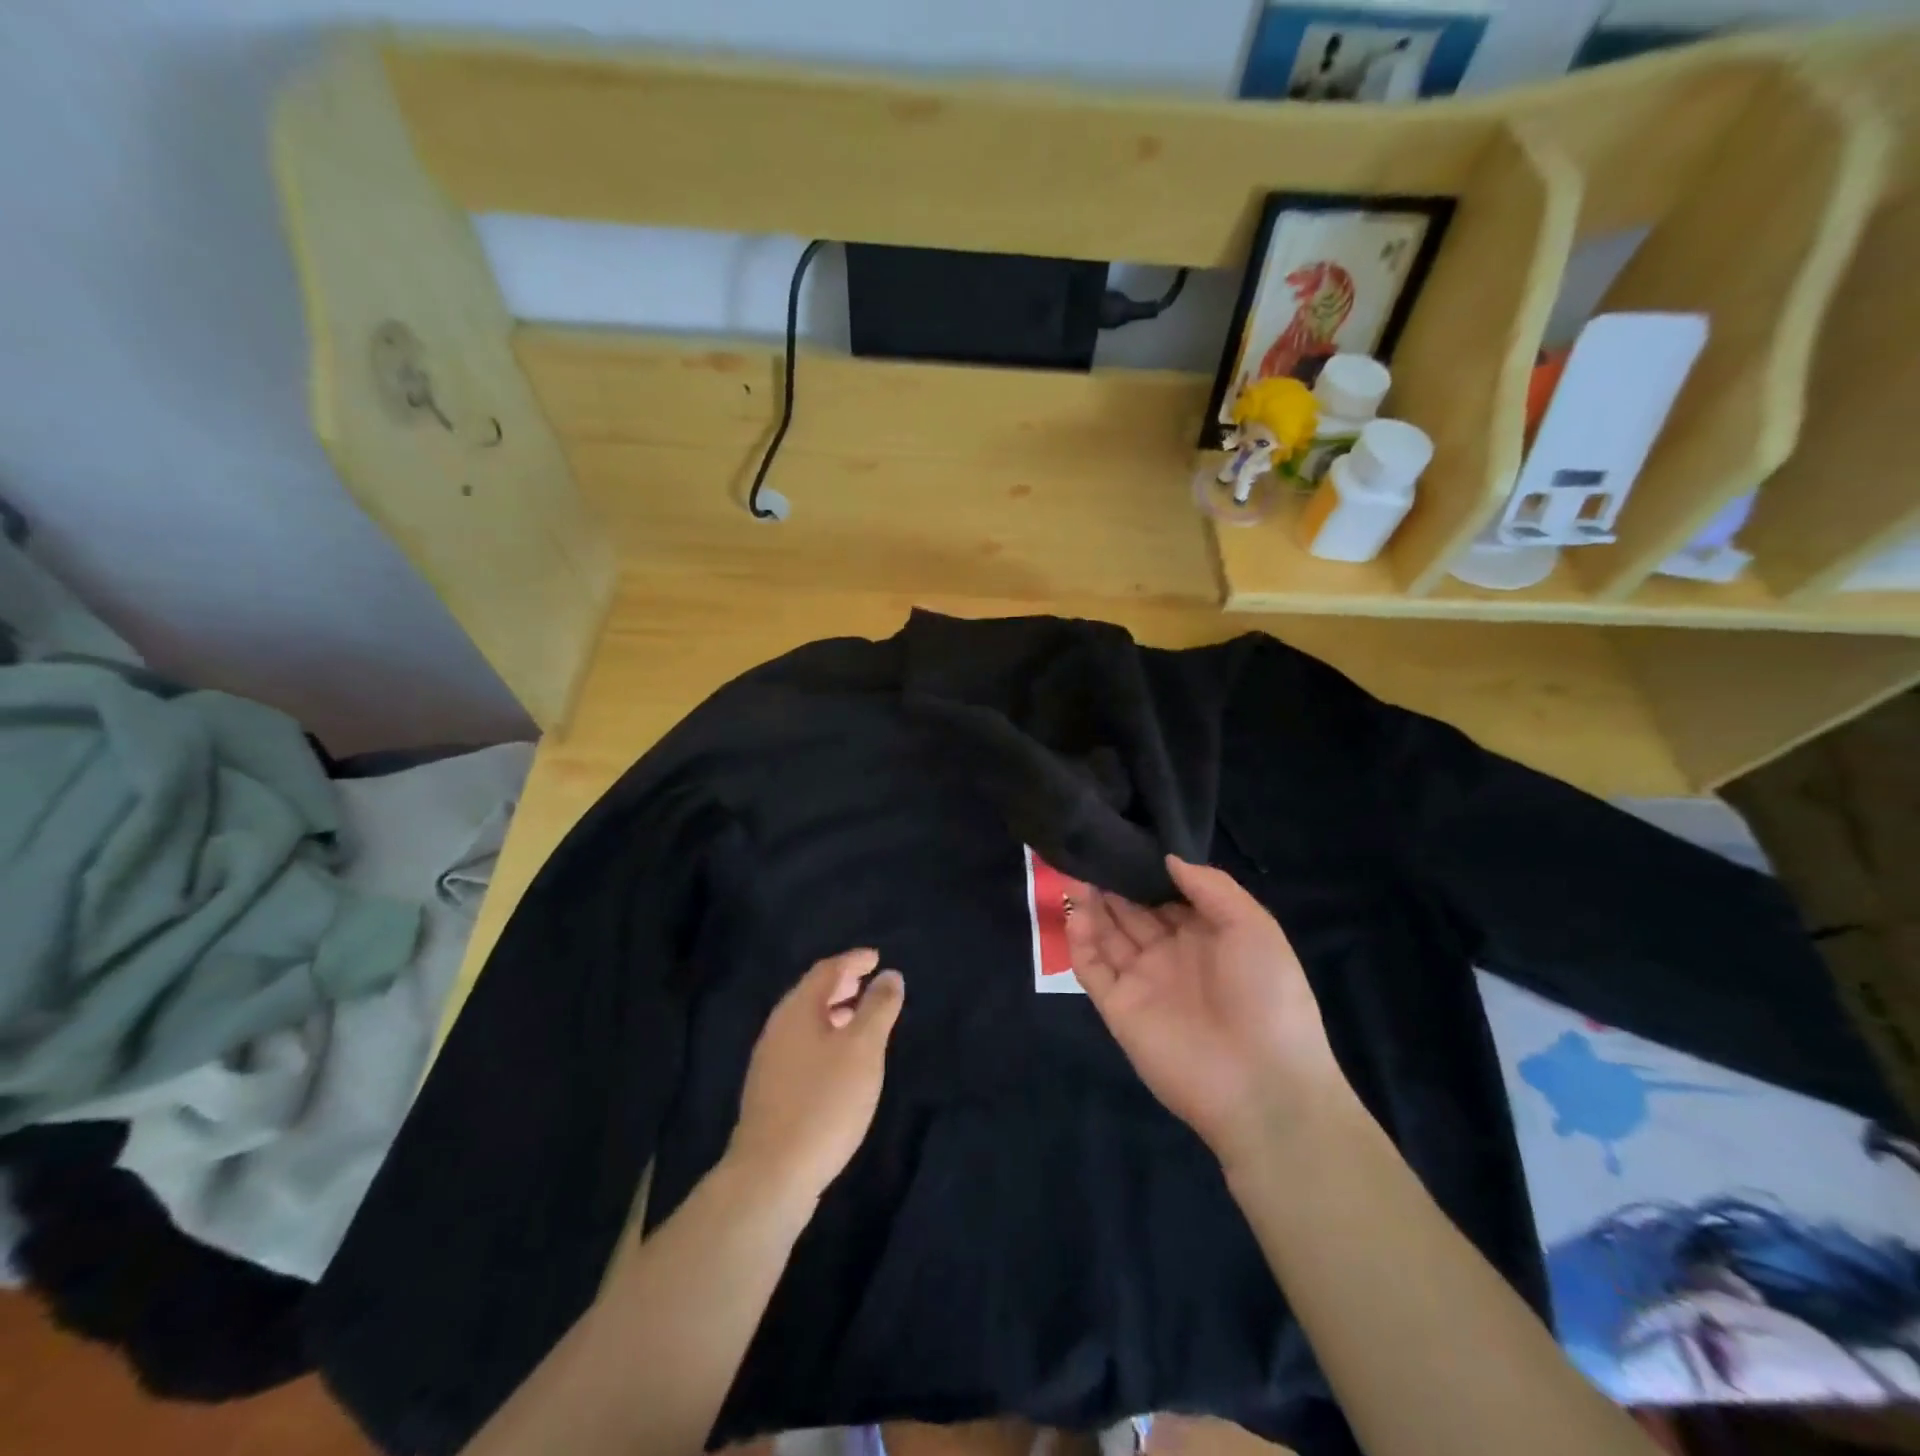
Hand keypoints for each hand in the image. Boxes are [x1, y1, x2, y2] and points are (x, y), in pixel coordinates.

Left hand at [728, 949, 904, 1203]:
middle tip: (869, 981)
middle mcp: (778, 1028)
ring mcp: (770, 1061)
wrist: (772, 1174)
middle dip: (842, 983)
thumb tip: (889, 975)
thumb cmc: (824, 1101)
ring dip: (834, 1012)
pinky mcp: (771, 1090)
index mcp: (798, 1010)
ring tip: (860, 1018)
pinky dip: (825, 1038)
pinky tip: (840, 1061)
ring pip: (806, 1022)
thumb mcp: (863, 1049)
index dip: (853, 960)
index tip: (876, 957)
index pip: (827, 970)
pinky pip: (802, 1046)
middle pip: (812, 994)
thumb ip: (878, 1008)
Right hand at [1066, 855, 1345, 1167]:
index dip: (1146, 871)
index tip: (1124, 841)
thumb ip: (1211, 887)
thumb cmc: (1266, 995)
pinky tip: (1076, 913)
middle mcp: (1170, 954)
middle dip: (1112, 883)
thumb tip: (1168, 858)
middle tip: (1088, 849)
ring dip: (1091, 905)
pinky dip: (1079, 941)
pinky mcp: (1118, 1007)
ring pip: (1107, 935)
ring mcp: (1142, 981)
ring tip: (1075, 871)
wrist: (1262, 1084)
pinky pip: (1092, 968)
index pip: (1166, 896)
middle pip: (1131, 912)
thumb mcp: (1254, 927)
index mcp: (1206, 936)